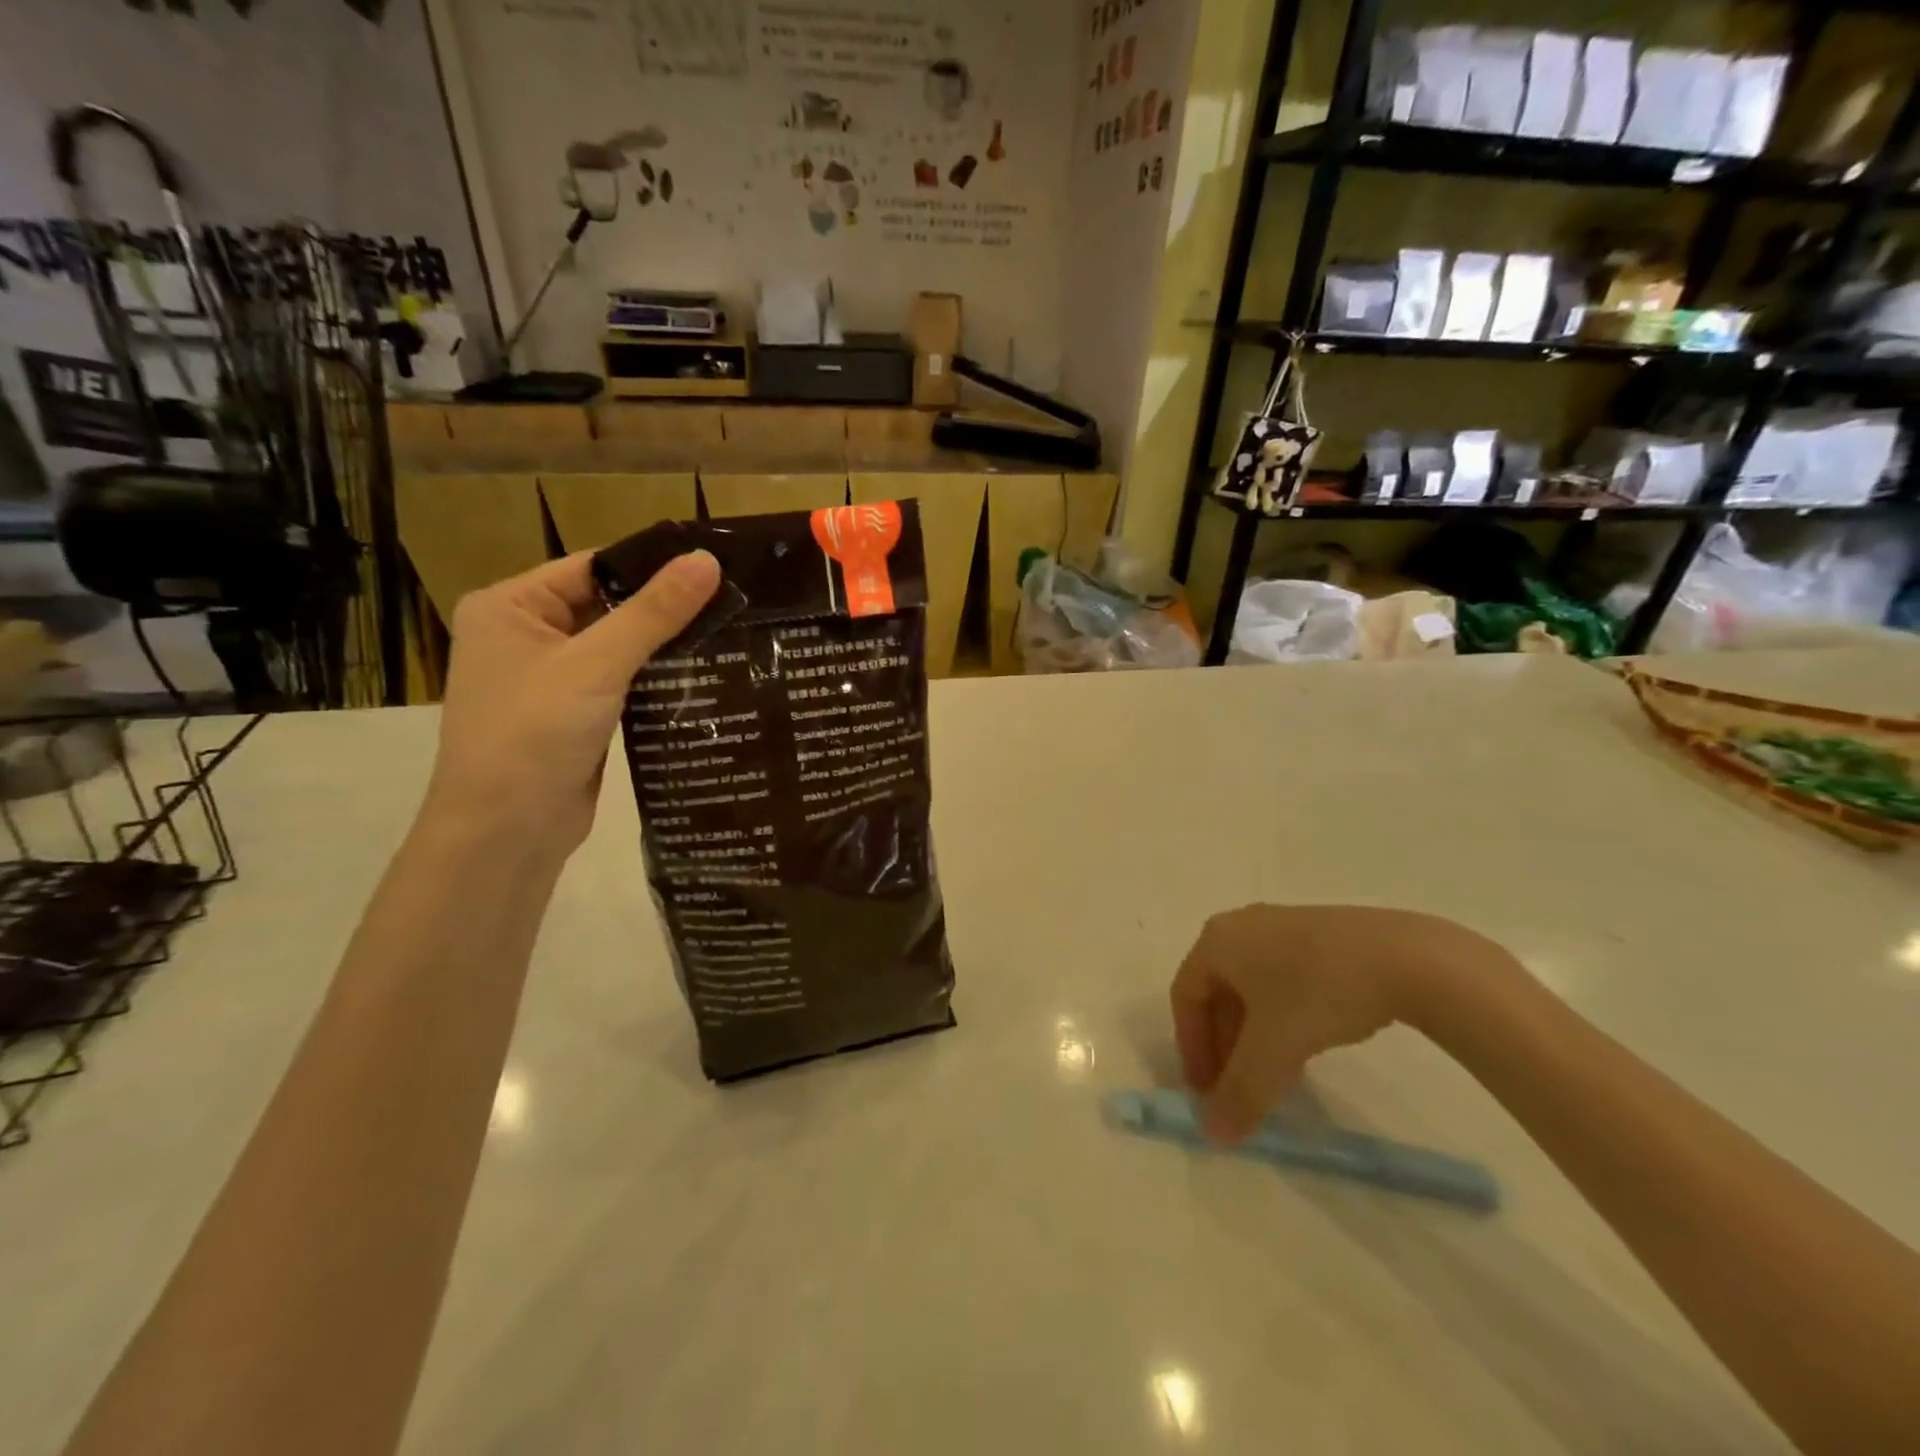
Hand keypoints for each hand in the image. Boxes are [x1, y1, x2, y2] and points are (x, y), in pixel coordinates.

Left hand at [425, 550, 720, 854]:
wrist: (506, 832)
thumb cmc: (534, 734)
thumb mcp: (597, 664)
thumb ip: (653, 613)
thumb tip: (707, 559)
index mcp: (510, 606)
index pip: (592, 567)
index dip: (652, 566)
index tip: (715, 566)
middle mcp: (525, 635)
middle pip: (607, 606)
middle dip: (664, 608)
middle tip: (734, 600)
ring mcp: (551, 678)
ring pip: (618, 647)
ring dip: (664, 646)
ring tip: (732, 631)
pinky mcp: (575, 714)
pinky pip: (621, 682)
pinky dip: (656, 678)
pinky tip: (704, 674)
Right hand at [1170, 904, 1510, 1141]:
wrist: (1408, 957)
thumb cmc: (1319, 992)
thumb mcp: (1275, 1050)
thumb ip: (1241, 1092)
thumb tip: (1213, 1133)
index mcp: (1217, 941)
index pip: (1185, 996)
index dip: (1190, 1047)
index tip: (1205, 1090)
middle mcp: (1242, 926)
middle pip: (1217, 991)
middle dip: (1223, 1045)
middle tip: (1236, 1087)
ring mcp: (1283, 925)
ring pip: (1252, 987)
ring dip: (1253, 1035)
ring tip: (1273, 1074)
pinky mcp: (1320, 933)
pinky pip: (1282, 977)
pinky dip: (1282, 1016)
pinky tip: (1308, 1043)